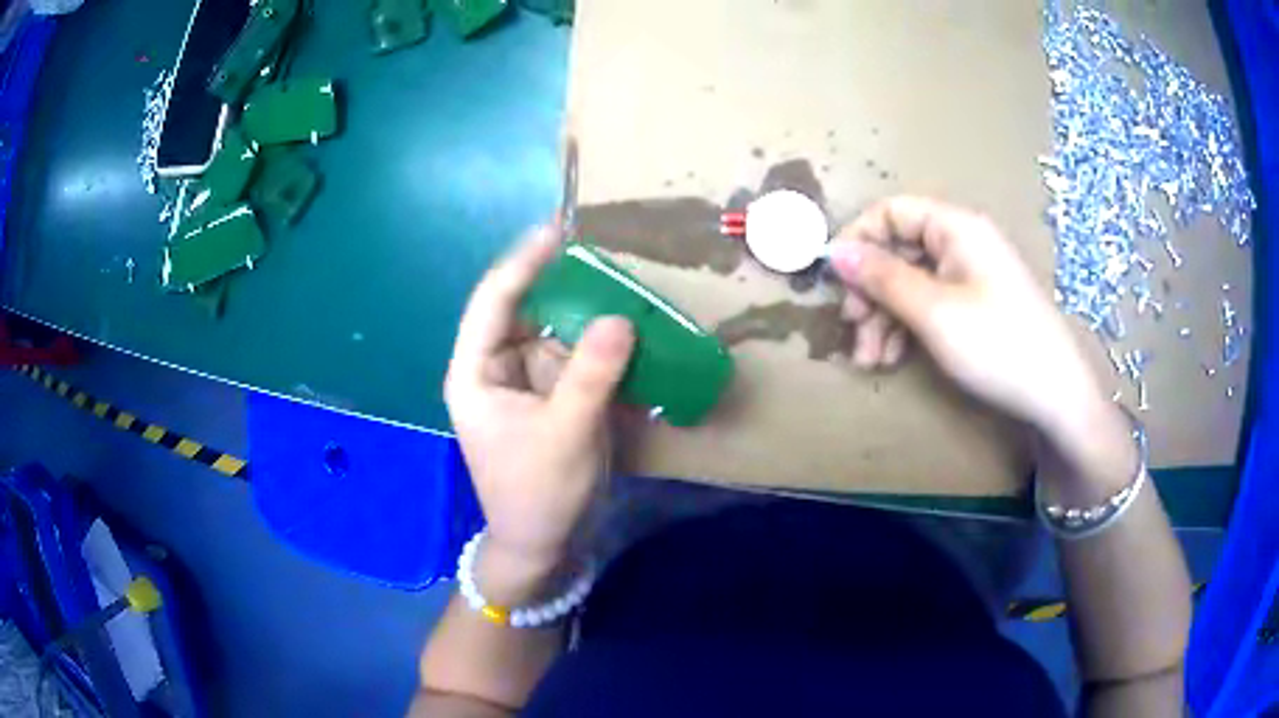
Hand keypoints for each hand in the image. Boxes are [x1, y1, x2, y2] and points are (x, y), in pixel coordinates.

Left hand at [445, 227, 635, 584]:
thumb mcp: (565, 433)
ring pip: (556, 331)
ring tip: (625, 281)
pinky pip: (577, 358)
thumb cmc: (538, 493)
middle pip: (527, 309)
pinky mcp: (554, 397)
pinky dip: (601, 344)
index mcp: (476, 372)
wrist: (545, 545)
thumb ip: (591, 374)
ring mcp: (528, 382)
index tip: (559, 229)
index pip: (494, 301)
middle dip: (562, 282)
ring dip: (587, 311)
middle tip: (605, 251)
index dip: (524, 262)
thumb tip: (620, 317)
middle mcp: (497, 367)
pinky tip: (631, 328)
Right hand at [827, 196, 1107, 442]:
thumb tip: (835, 252)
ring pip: (911, 283)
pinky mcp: (975, 306)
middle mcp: (961, 243)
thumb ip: (882, 278)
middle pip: (899, 250)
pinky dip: (907, 328)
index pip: (891, 212)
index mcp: (955, 228)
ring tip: (869, 360)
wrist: (1057, 396)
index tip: (835, 282)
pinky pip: (930, 304)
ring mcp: (970, 276)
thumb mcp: (934, 312)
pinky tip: (893, 358)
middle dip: (870, 291)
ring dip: (884, 318)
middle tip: (852, 331)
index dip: (858, 240)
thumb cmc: (998, 345)